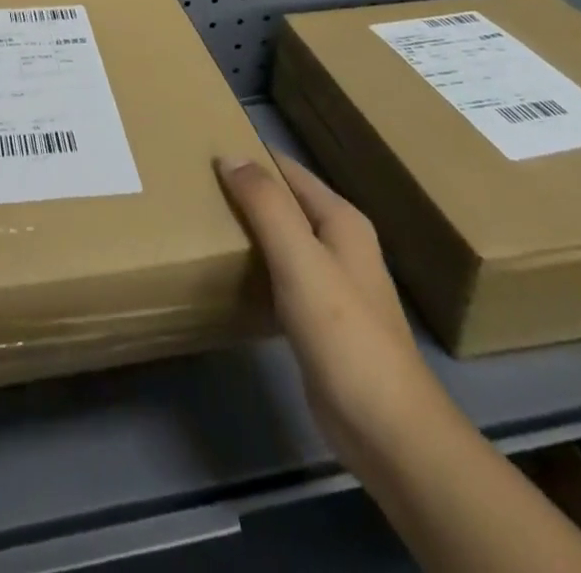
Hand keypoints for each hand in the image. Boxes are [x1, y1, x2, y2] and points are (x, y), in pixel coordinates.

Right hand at [216, 152, 449, 465]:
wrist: (387, 429)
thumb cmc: (344, 333)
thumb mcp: (300, 259)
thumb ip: (266, 204)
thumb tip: (230, 155)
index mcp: (341, 220)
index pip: (287, 169)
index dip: (249, 157)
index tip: (202, 150)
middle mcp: (339, 243)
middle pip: (283, 202)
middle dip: (243, 191)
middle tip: (193, 184)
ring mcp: (331, 283)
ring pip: (279, 238)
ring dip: (246, 228)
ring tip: (200, 219)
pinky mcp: (318, 318)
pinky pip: (278, 273)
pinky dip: (254, 264)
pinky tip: (226, 271)